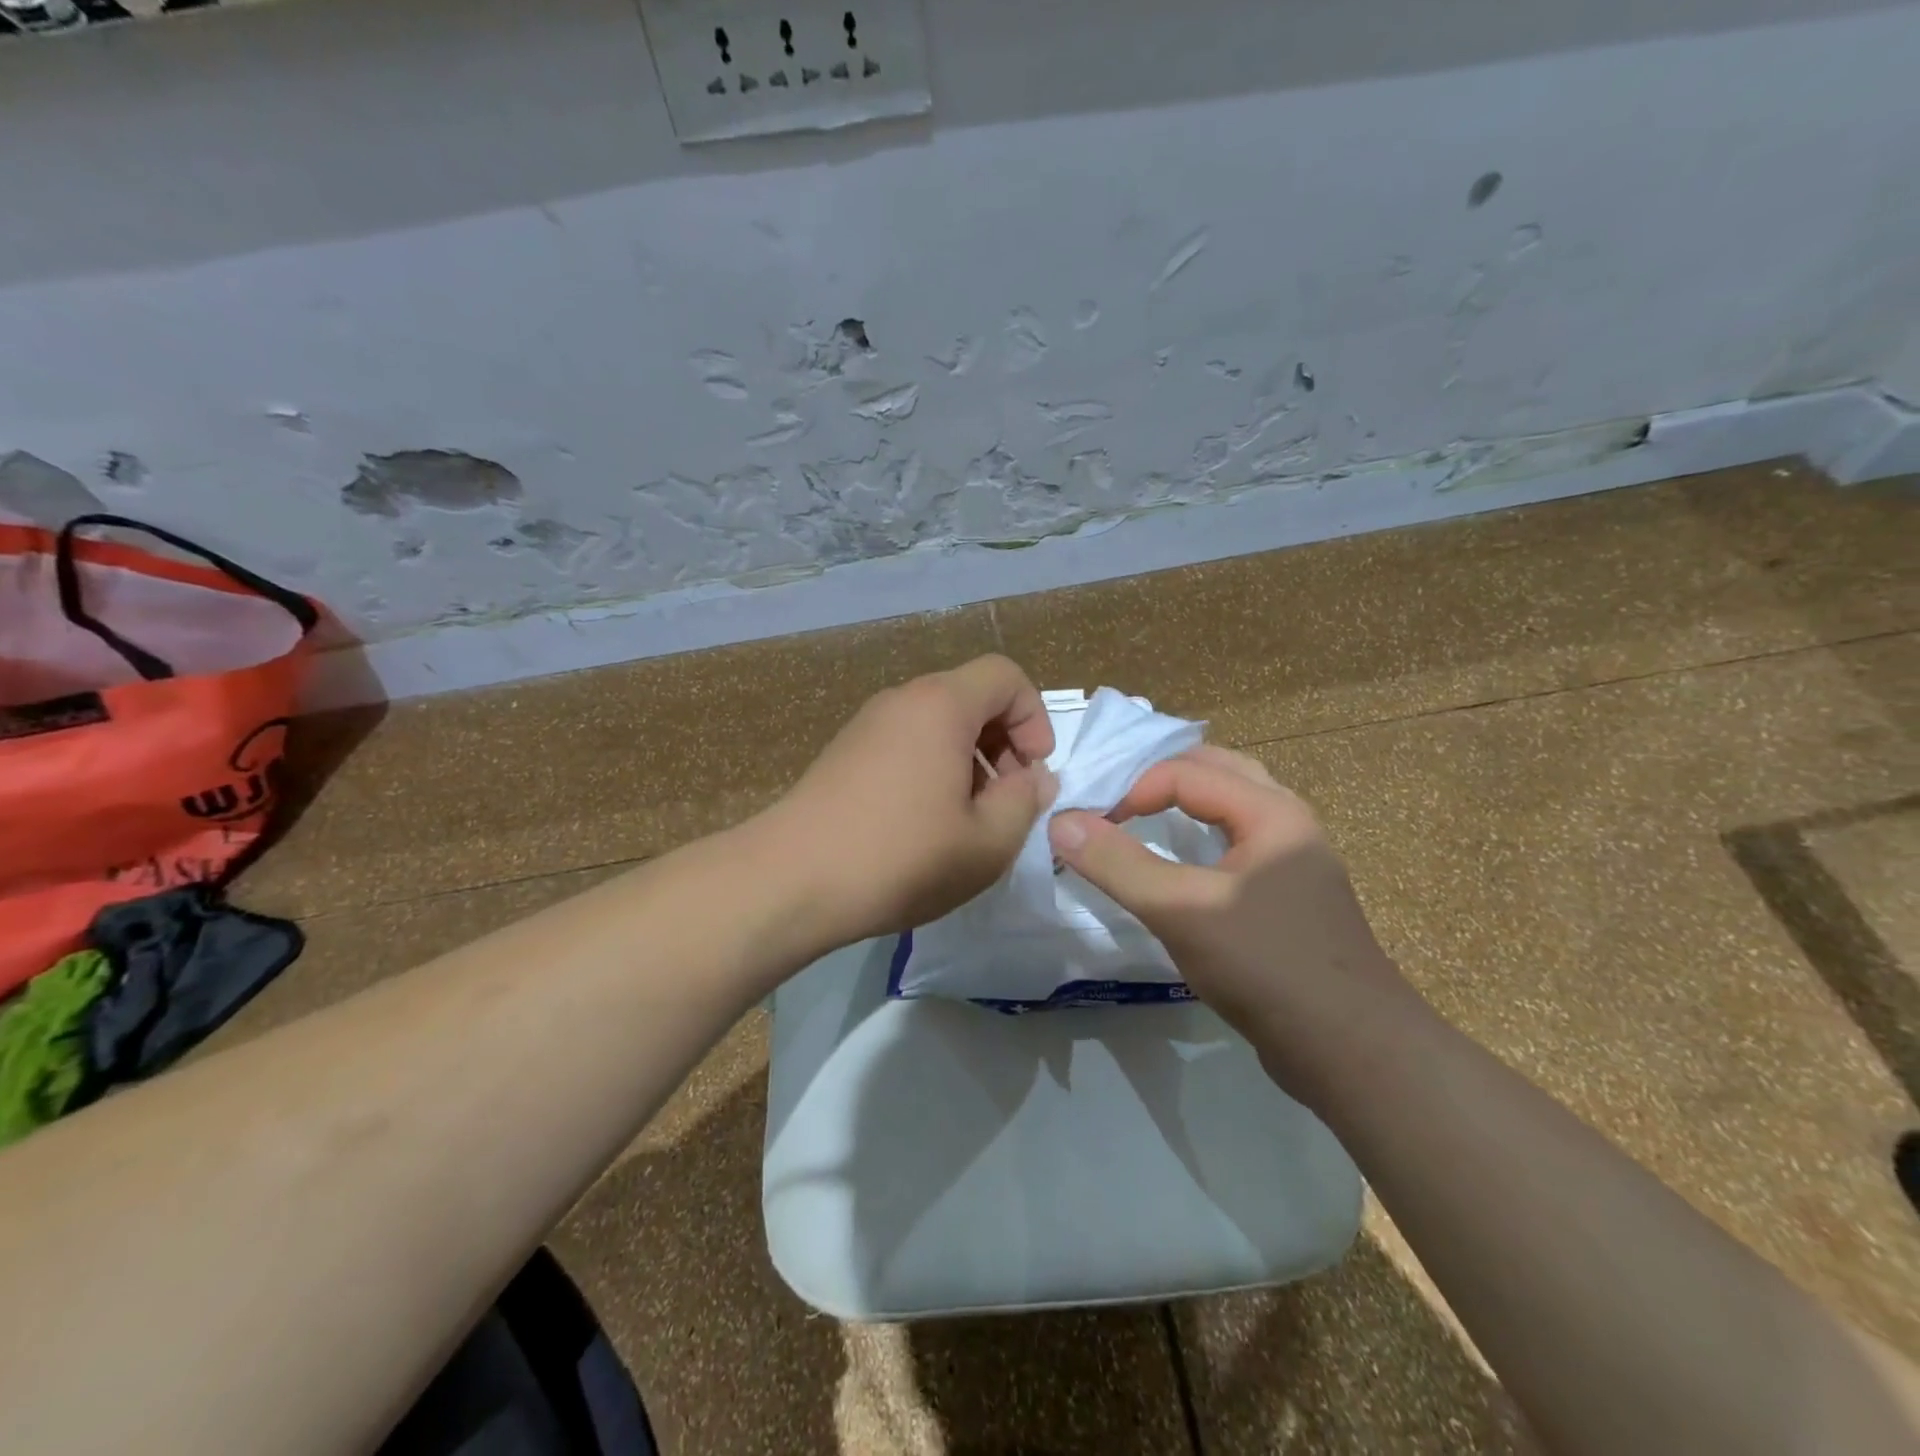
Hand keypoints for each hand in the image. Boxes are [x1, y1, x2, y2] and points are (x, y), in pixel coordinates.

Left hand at [768, 655, 1056, 949]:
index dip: (1034, 717)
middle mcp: (901, 701)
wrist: (790, 881)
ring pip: (937, 725)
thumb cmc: (901, 857)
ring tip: (966, 821)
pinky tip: (923, 827)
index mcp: (941, 705)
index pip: (1005, 675)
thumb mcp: (987, 841)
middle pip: (970, 698)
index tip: (1033, 771)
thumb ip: (1025, 801)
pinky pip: (905, 744)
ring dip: (968, 762)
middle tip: (1005, 801)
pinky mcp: (844, 754)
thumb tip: (1033, 778)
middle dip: (1003, 743)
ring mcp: (866, 725)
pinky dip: (931, 770)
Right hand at [1047, 745, 1416, 1082]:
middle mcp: (1288, 823)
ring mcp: (1294, 862)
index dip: (1132, 789)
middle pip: (1218, 772)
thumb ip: (1118, 864)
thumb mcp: (1181, 910)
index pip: (1186, 772)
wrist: (1351, 1051)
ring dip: (1185, 805)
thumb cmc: (1267, 965)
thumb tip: (1060, 821)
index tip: (1094, 826)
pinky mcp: (1289, 899)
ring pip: (1231, 810)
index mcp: (1271, 811)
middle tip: (1116, 801)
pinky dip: (1202, 840)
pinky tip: (1179, 870)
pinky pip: (1239, 846)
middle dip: (1162, 778)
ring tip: (1142, 820)